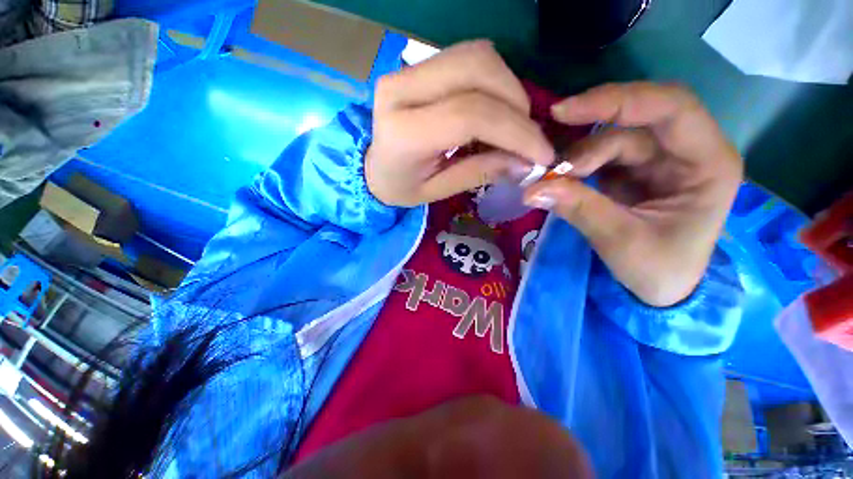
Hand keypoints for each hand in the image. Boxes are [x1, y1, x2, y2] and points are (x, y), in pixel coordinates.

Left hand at [365, 41, 553, 206]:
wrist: (371, 166)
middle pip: (478, 69)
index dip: (516, 131)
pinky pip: (469, 58)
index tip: (542, 154)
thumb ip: (479, 172)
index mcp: (404, 132)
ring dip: (508, 88)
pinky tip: (496, 109)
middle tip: (527, 138)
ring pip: (477, 56)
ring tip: (513, 125)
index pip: (470, 115)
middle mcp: (402, 89)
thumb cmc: (401, 186)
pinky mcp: (417, 66)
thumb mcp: (437, 191)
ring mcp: (407, 70)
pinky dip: (494, 82)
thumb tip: (526, 162)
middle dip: (517, 103)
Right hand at [524, 83, 742, 306]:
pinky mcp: (634, 171)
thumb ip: (579, 209)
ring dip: (576, 159)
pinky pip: (600, 157)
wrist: (661, 288)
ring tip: (550, 183)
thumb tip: (532, 189)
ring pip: (611, 140)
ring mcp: (658, 160)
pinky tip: (559, 182)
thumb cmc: (658, 270)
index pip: (670, 107)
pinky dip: (575, 168)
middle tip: (548, 163)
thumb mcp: (621, 242)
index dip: (617, 100)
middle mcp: (686, 152)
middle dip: (587, 138)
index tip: (564, 112)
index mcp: (707, 163)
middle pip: (634, 122)